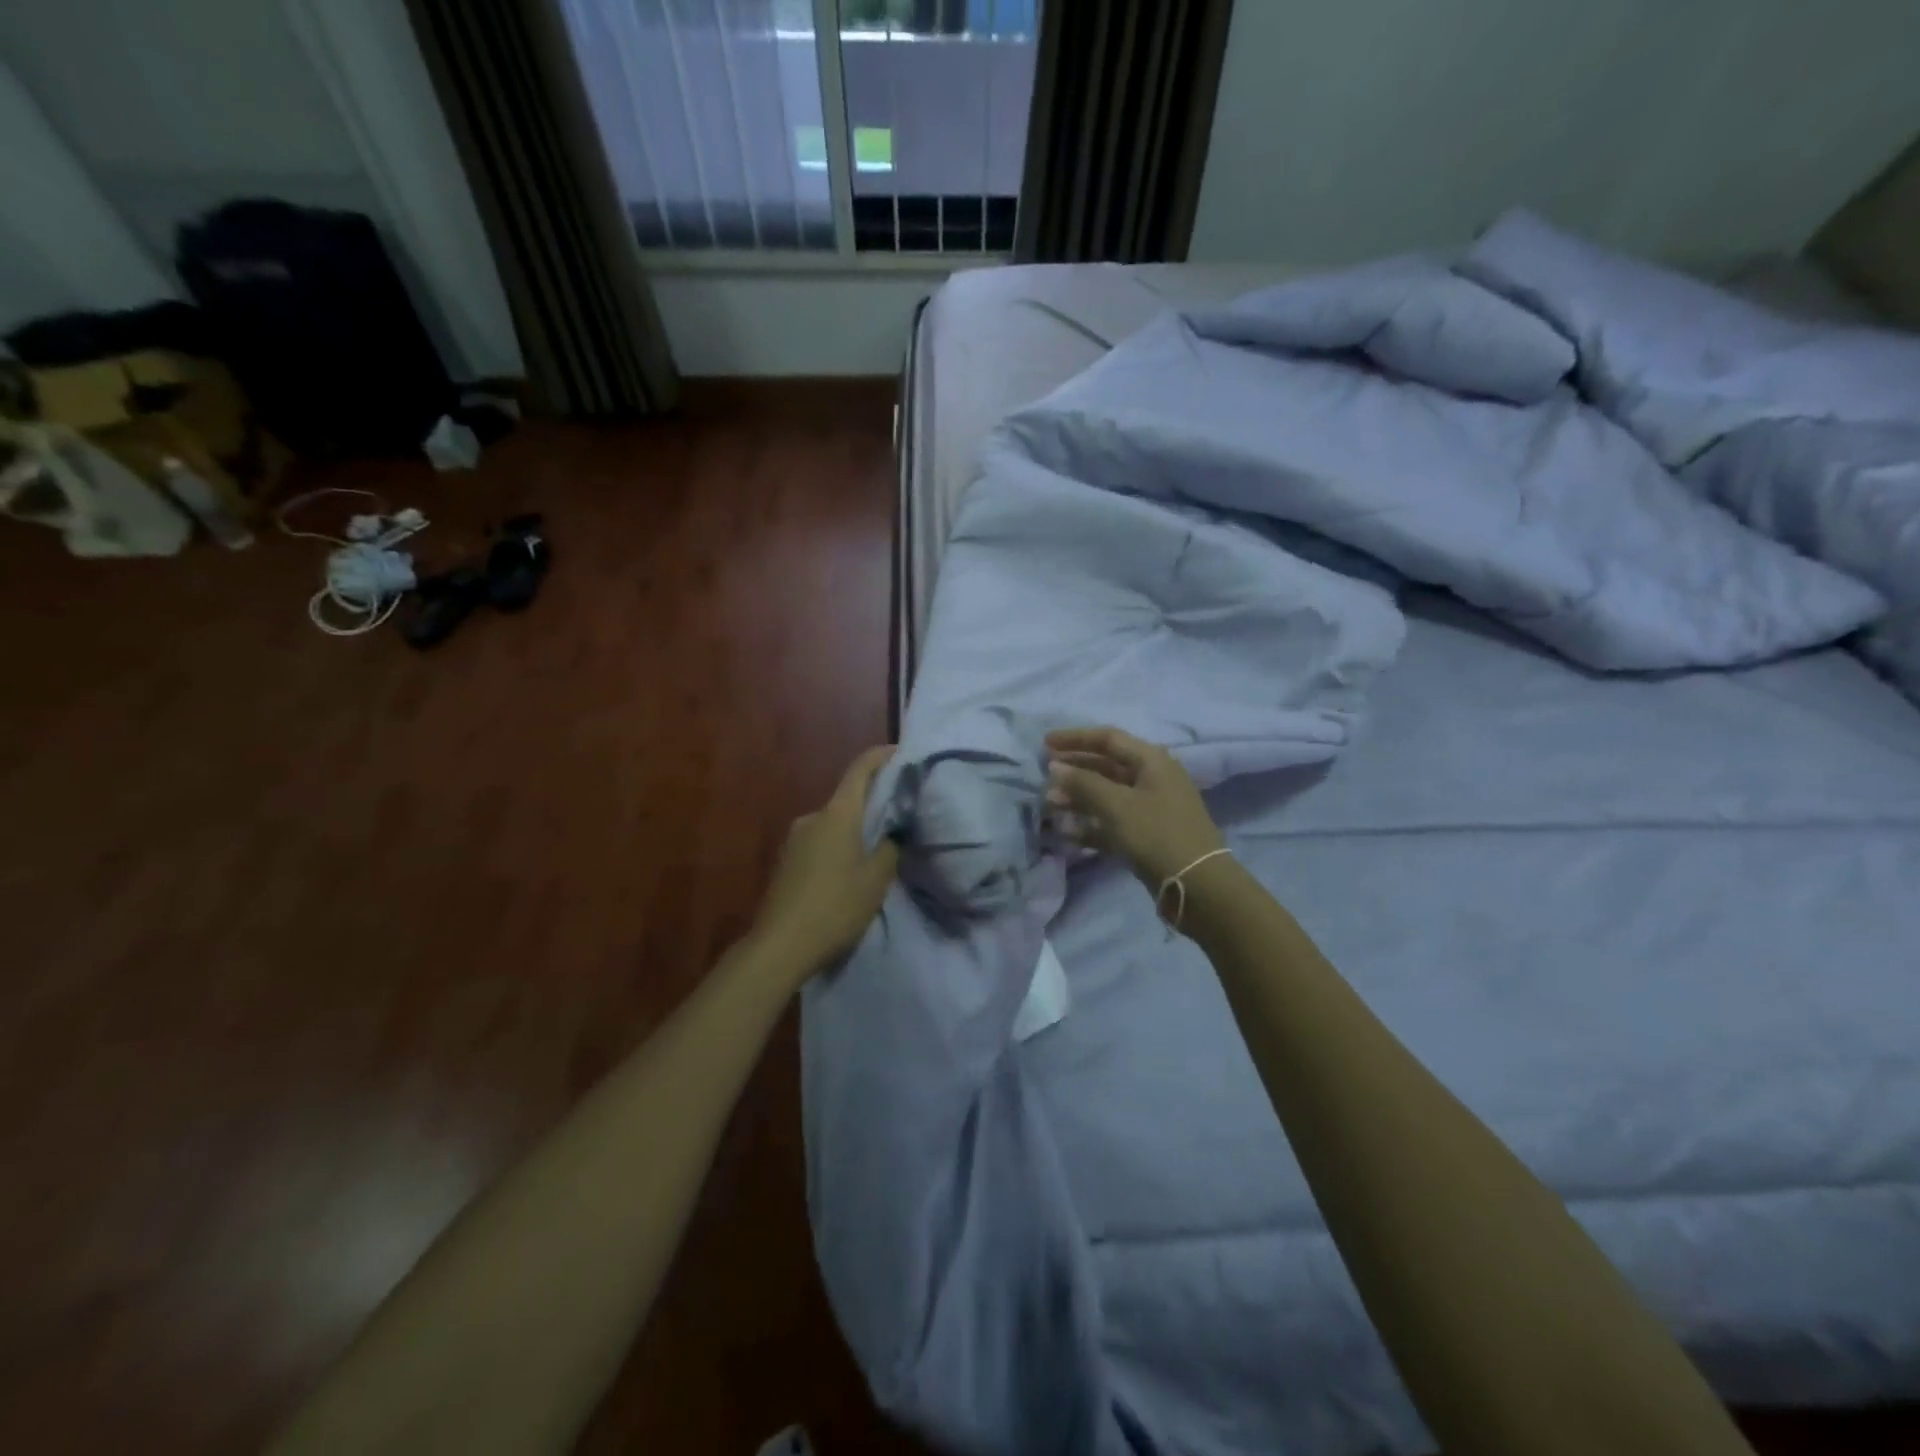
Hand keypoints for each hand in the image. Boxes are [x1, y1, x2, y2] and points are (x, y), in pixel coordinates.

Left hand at [751, 746, 899, 978]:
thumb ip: (890, 847)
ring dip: (854, 830)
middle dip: (872, 803)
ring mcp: (794, 839)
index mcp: (837, 814)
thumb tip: (894, 830)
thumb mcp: (876, 879)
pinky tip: (849, 871)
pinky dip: (838, 846)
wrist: (780, 945)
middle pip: (847, 799)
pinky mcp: (786, 861)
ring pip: (833, 823)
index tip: (900, 752)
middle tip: (899, 817)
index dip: (881, 756)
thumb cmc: (836, 907)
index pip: (860, 770)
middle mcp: (812, 817)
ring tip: (876, 849)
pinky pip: (820, 842)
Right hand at [1045, 727, 1225, 889]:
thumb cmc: (1156, 834)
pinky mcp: (1147, 834)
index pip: (1108, 738)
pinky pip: (1113, 821)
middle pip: (1106, 766)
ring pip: (1108, 795)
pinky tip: (1067, 832)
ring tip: (1050, 805)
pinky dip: (1091, 824)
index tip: (1045, 743)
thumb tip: (1055, 767)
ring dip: (1078, 798)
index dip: (1075, 738)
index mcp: (1151, 760)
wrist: (1197, 884)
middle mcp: (1153, 778)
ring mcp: (1151, 808)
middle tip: (1044, 776)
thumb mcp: (1116, 805)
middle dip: (1075, 770)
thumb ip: (1083, 783)